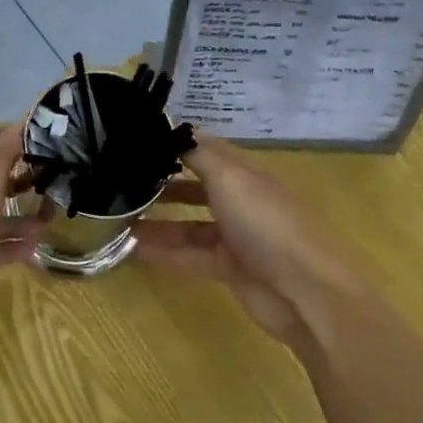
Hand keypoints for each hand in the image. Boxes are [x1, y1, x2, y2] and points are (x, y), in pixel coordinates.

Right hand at [135, 136, 364, 354]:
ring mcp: (236, 238)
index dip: (174, 142)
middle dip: (163, 182)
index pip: (205, 148)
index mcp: (245, 173)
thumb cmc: (267, 224)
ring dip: (157, 222)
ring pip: (189, 225)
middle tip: (120, 181)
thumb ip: (199, 155)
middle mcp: (241, 201)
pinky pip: (189, 257)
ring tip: (116, 218)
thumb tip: (173, 129)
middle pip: (196, 186)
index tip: (135, 139)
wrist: (306, 292)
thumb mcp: (231, 179)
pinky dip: (163, 253)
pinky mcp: (229, 270)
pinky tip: (131, 251)